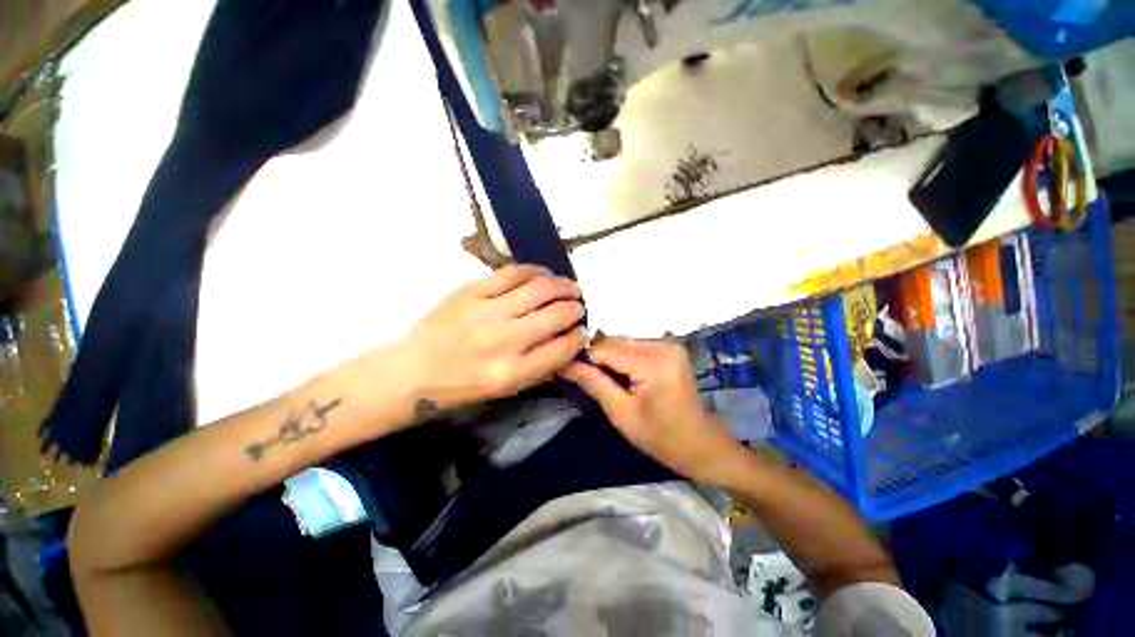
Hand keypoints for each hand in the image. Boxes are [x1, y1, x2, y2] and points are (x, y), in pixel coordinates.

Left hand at [402, 265, 586, 415]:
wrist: (413, 370)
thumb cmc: (461, 386)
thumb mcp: (506, 390)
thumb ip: (541, 367)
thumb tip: (569, 341)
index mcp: (512, 373)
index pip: (562, 348)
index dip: (578, 337)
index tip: (582, 331)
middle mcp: (503, 341)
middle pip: (555, 315)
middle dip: (575, 308)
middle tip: (579, 306)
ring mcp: (486, 312)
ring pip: (539, 289)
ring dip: (562, 286)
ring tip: (570, 287)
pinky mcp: (471, 291)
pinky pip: (512, 273)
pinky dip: (534, 271)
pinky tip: (544, 274)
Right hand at [562, 337, 743, 482]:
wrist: (700, 444)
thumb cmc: (661, 437)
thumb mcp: (621, 414)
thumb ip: (594, 384)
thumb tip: (565, 364)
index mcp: (653, 363)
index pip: (605, 349)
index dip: (583, 358)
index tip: (566, 369)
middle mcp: (662, 345)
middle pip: (615, 341)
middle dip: (597, 357)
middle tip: (585, 378)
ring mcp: (668, 344)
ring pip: (623, 341)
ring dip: (609, 357)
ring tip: (602, 378)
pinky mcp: (669, 347)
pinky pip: (635, 345)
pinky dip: (623, 357)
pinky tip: (620, 374)